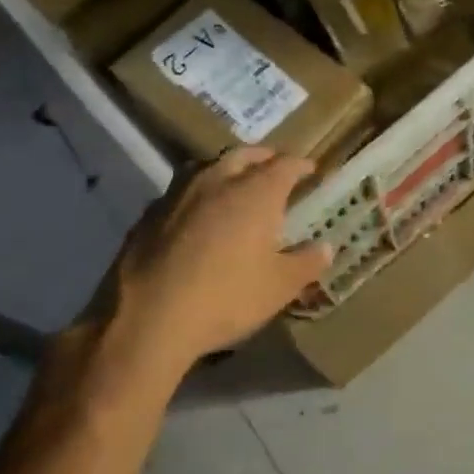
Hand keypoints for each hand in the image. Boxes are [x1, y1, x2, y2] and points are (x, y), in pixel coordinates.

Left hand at [100, 148, 332, 382]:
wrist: (147, 319)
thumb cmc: (226, 298)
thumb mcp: (279, 287)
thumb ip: (307, 263)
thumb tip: (325, 247)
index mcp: (256, 192)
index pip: (285, 164)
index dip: (301, 165)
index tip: (310, 170)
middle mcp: (218, 180)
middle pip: (245, 155)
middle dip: (263, 158)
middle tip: (274, 169)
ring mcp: (179, 194)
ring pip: (208, 167)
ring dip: (226, 170)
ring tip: (234, 185)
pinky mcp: (149, 214)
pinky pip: (181, 192)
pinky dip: (196, 196)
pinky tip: (196, 217)